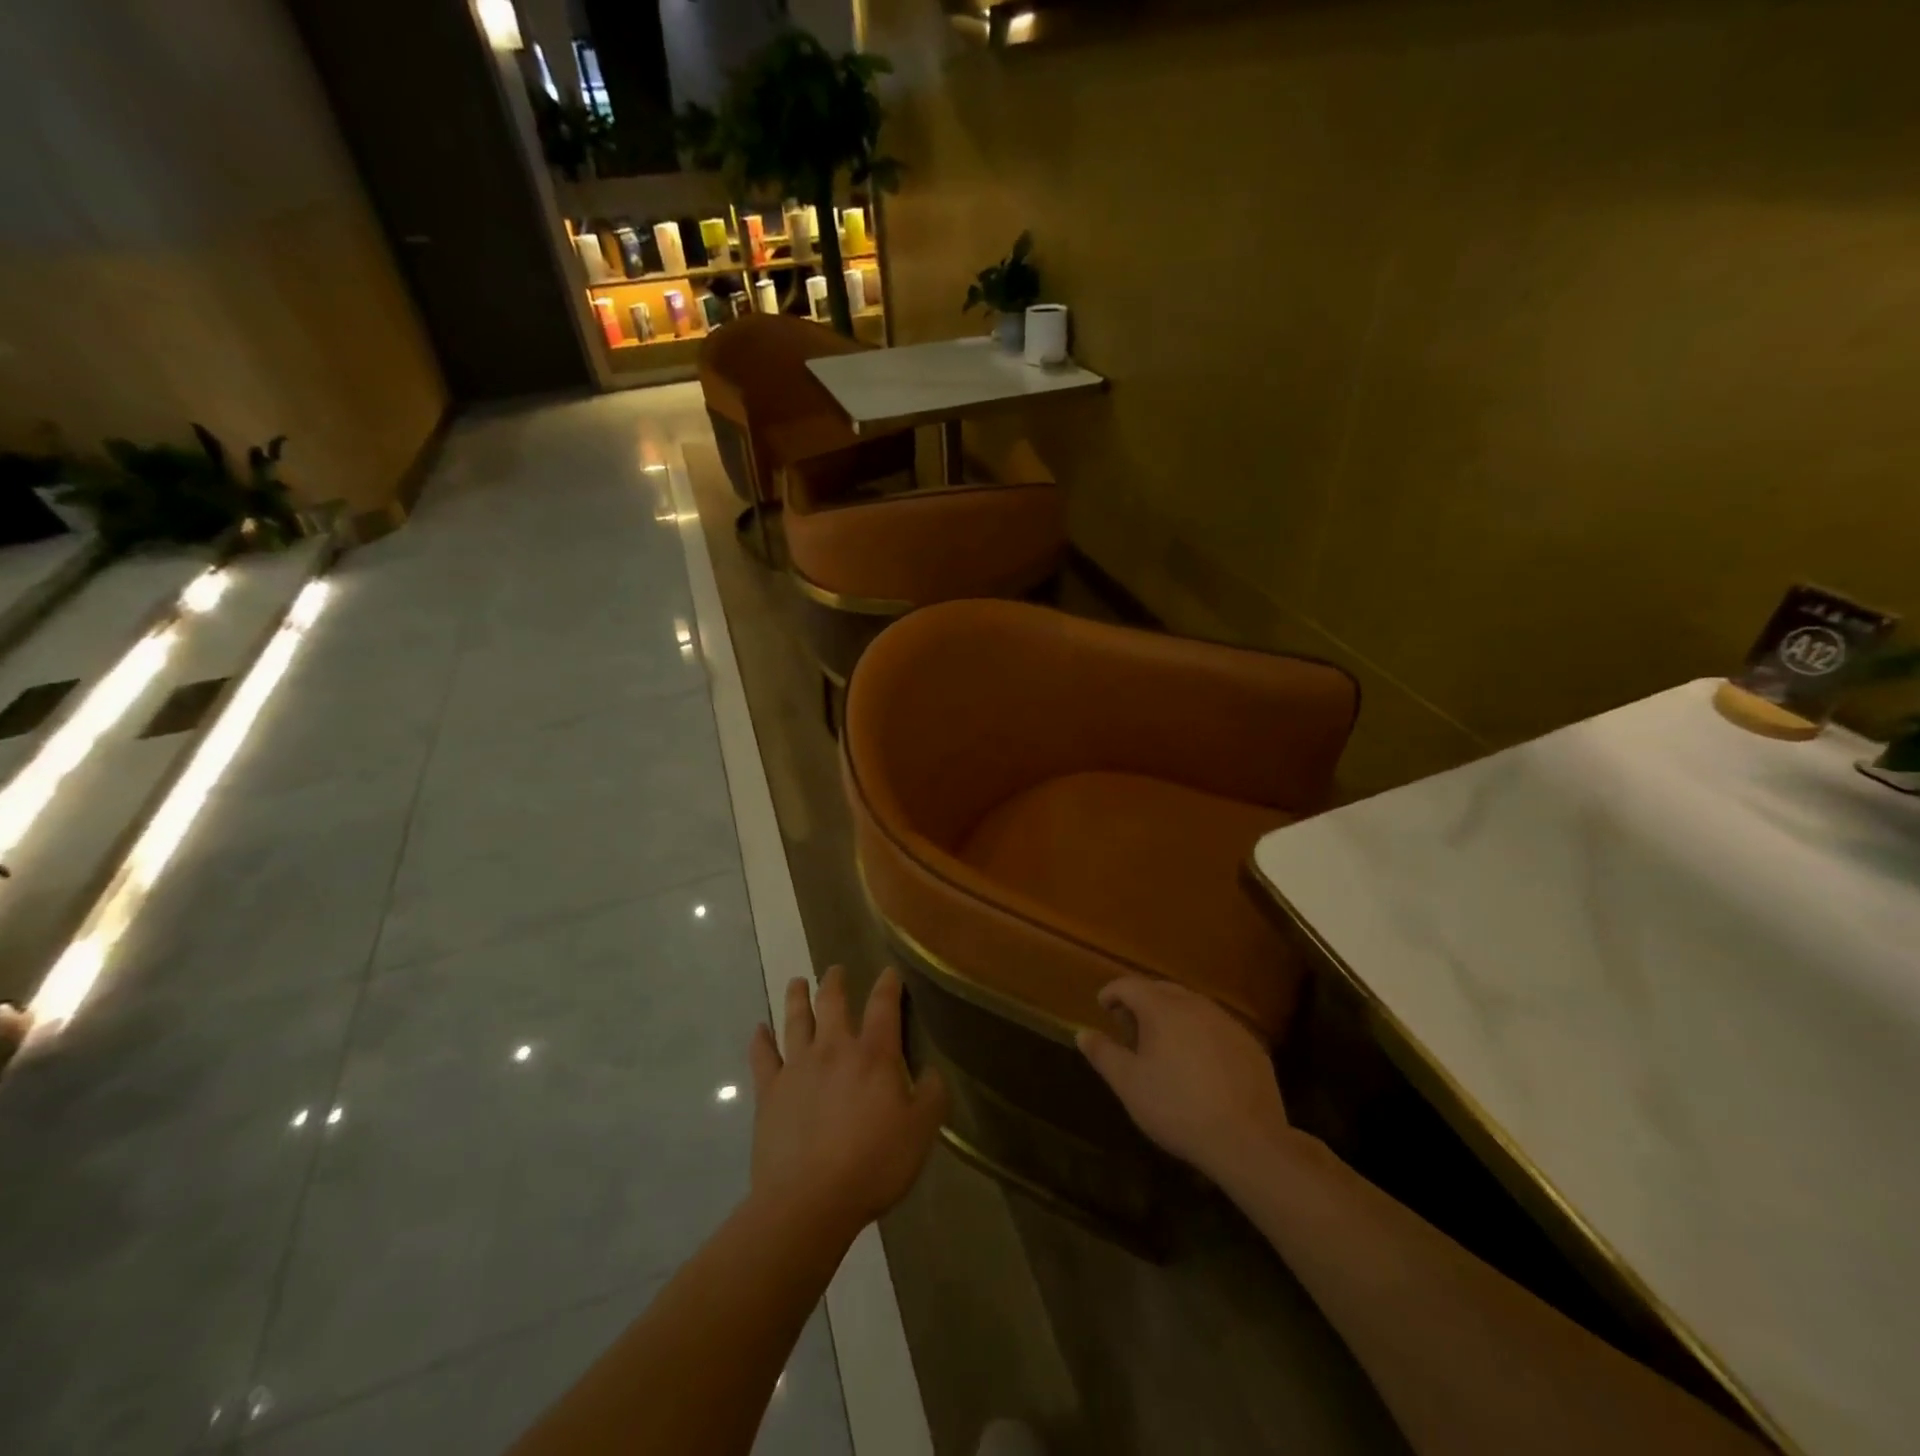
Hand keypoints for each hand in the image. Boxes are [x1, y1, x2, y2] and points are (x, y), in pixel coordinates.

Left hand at [748, 966, 947, 1239]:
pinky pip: (762, 1057)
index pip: (883, 1006)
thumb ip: (932, 1096)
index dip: (888, 985)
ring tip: (797, 982)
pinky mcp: (769, 1092)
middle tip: (835, 970)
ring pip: (795, 1020)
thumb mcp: (921, 1132)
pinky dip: (760, 1040)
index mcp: (874, 1054)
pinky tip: (759, 1030)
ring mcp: (797, 1067)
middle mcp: (834, 1049)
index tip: (889, 971)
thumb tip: (933, 1071)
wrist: (809, 1200)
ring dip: (797, 998)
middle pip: (833, 1003)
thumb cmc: (873, 1164)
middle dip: (835, 982)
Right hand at [1077, 977, 1290, 1180]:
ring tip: (1163, 1045)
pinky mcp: (1250, 1044)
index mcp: (1162, 1009)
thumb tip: (1082, 1032)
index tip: (1102, 1006)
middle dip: (1142, 1001)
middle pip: (1162, 990)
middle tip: (1130, 1027)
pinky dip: (1199, 1034)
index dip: (1112, 992)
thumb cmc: (1177, 1108)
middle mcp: (1195, 1005)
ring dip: (1172, 1016)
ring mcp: (1227, 1023)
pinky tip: (1198, 1064)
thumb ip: (1103, 1054)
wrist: (1247, 1141)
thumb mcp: (1129, 1084)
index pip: (1129, 985)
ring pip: (1192, 1006)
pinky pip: (1216, 1027)